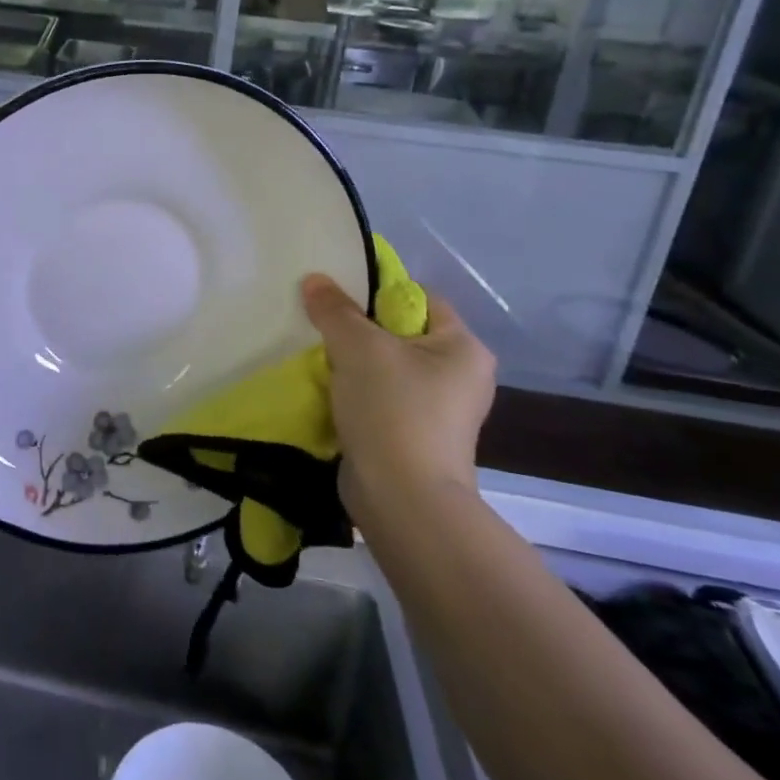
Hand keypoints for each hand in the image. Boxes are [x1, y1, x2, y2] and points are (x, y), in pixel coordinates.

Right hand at [300, 274, 494, 526]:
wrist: (402, 500)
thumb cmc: (393, 410)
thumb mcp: (357, 346)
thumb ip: (334, 308)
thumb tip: (315, 280)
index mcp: (464, 347)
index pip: (419, 299)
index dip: (377, 293)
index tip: (337, 300)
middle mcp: (460, 376)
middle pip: (399, 333)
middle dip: (358, 331)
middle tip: (321, 328)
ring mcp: (439, 412)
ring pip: (386, 369)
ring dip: (352, 364)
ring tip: (318, 360)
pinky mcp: (415, 438)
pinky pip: (380, 399)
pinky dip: (355, 394)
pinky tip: (328, 393)